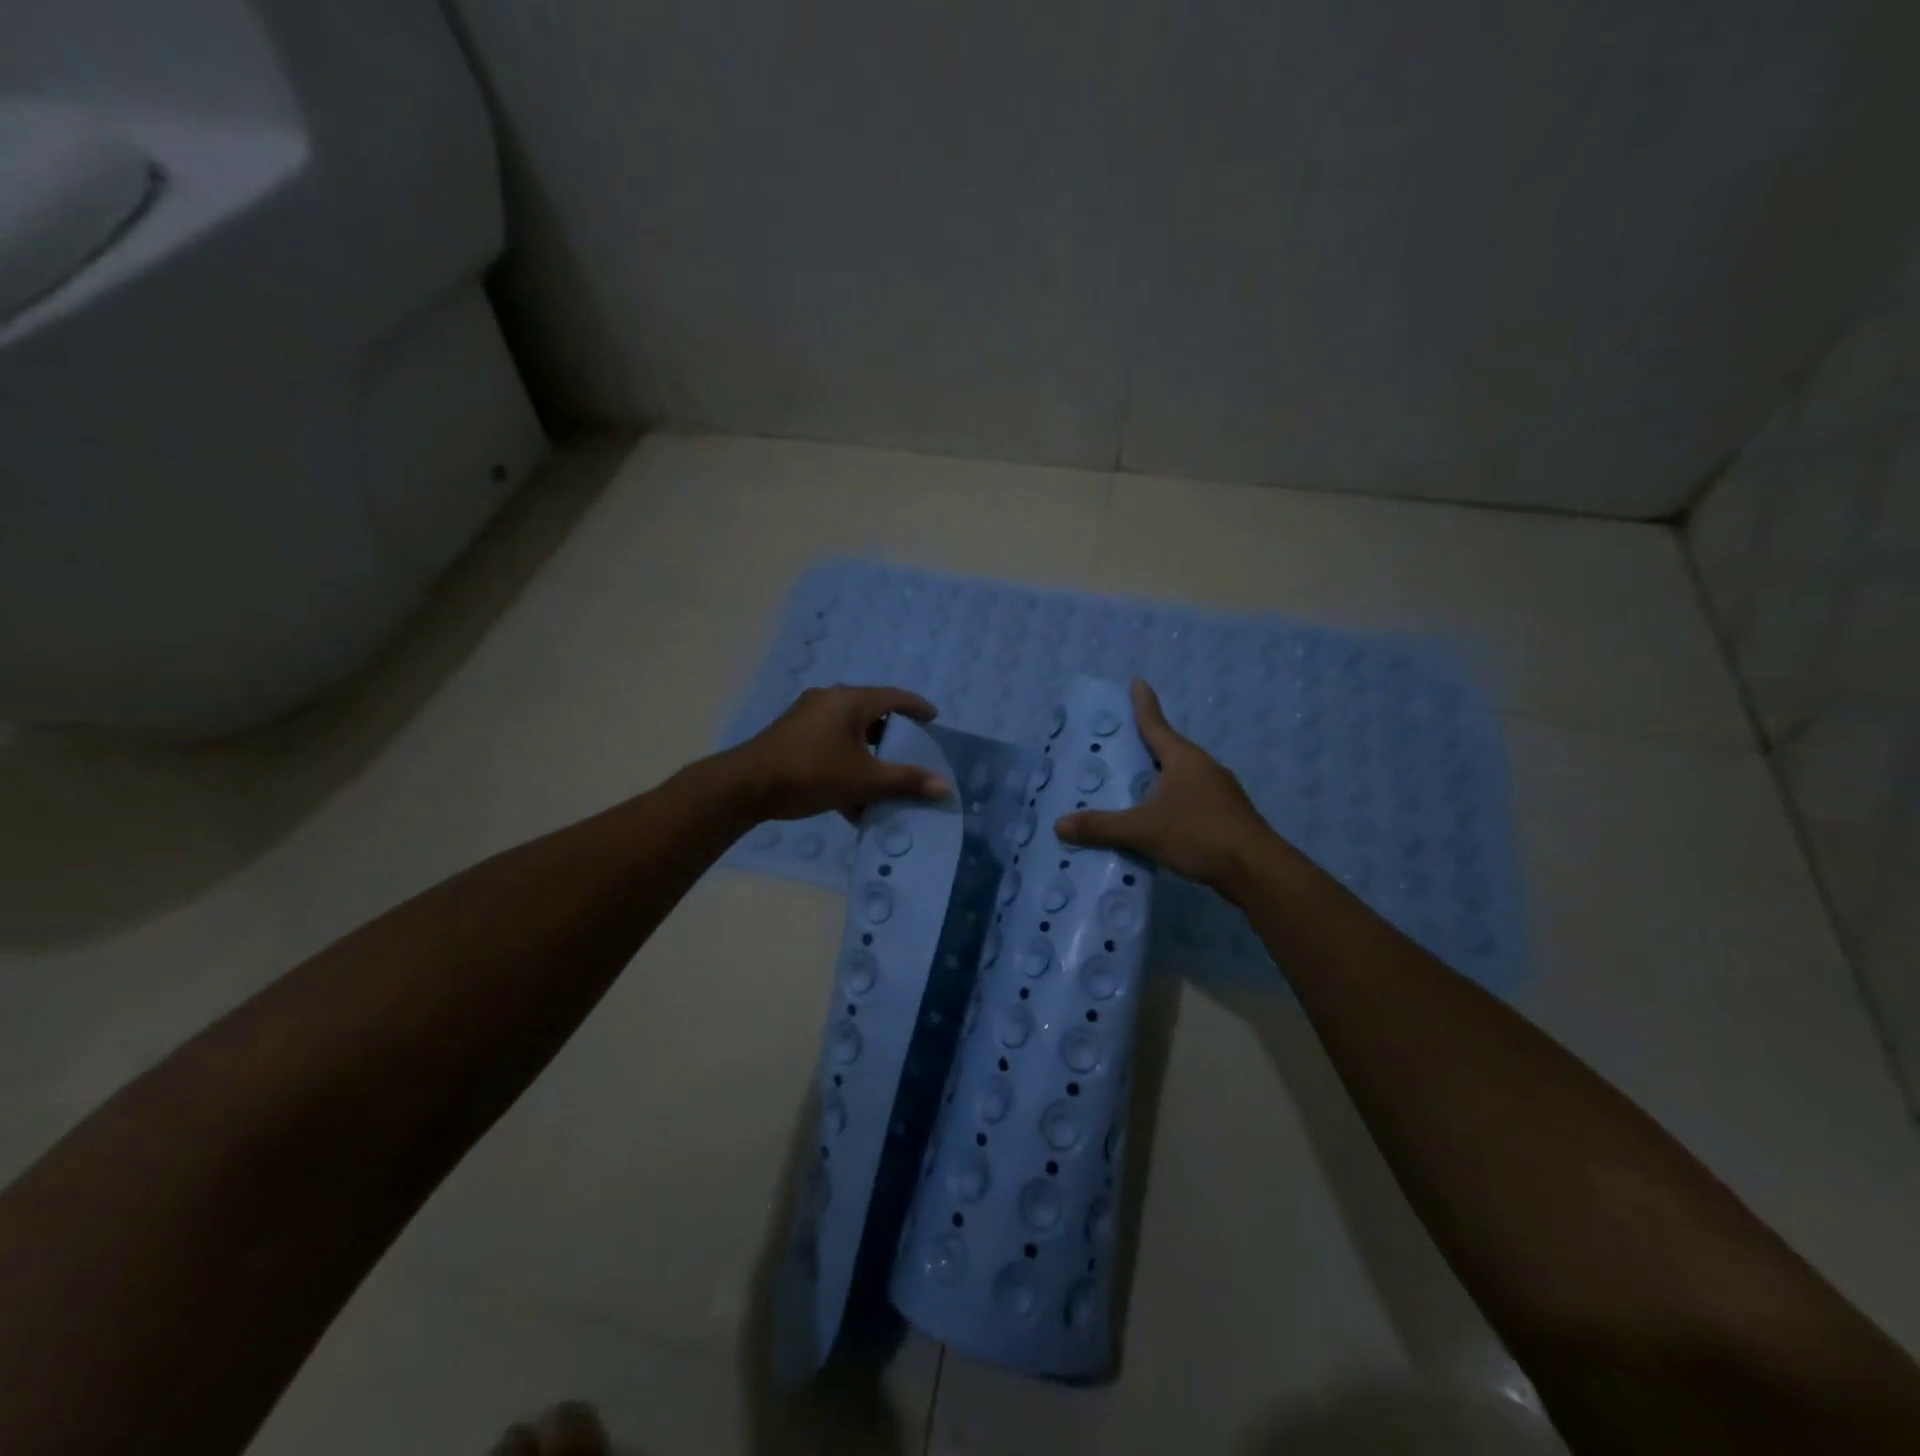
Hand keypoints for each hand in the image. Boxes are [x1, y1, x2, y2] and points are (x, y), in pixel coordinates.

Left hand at [729, 685, 950, 821]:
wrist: (747, 786)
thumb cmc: (811, 773)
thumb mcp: (864, 780)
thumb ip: (905, 781)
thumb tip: (944, 786)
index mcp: (849, 701)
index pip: (894, 697)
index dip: (917, 707)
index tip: (934, 718)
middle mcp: (829, 700)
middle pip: (871, 712)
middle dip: (892, 733)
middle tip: (911, 749)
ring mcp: (807, 717)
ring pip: (849, 730)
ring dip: (869, 752)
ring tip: (884, 774)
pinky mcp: (792, 735)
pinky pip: (831, 742)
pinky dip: (847, 760)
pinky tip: (851, 793)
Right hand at [1055, 679, 1276, 897]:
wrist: (1256, 869)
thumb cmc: (1199, 834)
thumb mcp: (1143, 830)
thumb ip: (1101, 827)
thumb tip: (1059, 824)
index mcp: (1184, 759)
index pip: (1156, 725)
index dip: (1143, 704)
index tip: (1137, 682)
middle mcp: (1204, 767)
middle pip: (1170, 750)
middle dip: (1147, 746)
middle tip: (1122, 743)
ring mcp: (1220, 791)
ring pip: (1182, 777)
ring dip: (1161, 778)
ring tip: (1135, 786)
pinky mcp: (1227, 815)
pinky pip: (1192, 799)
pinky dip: (1173, 802)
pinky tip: (1161, 819)